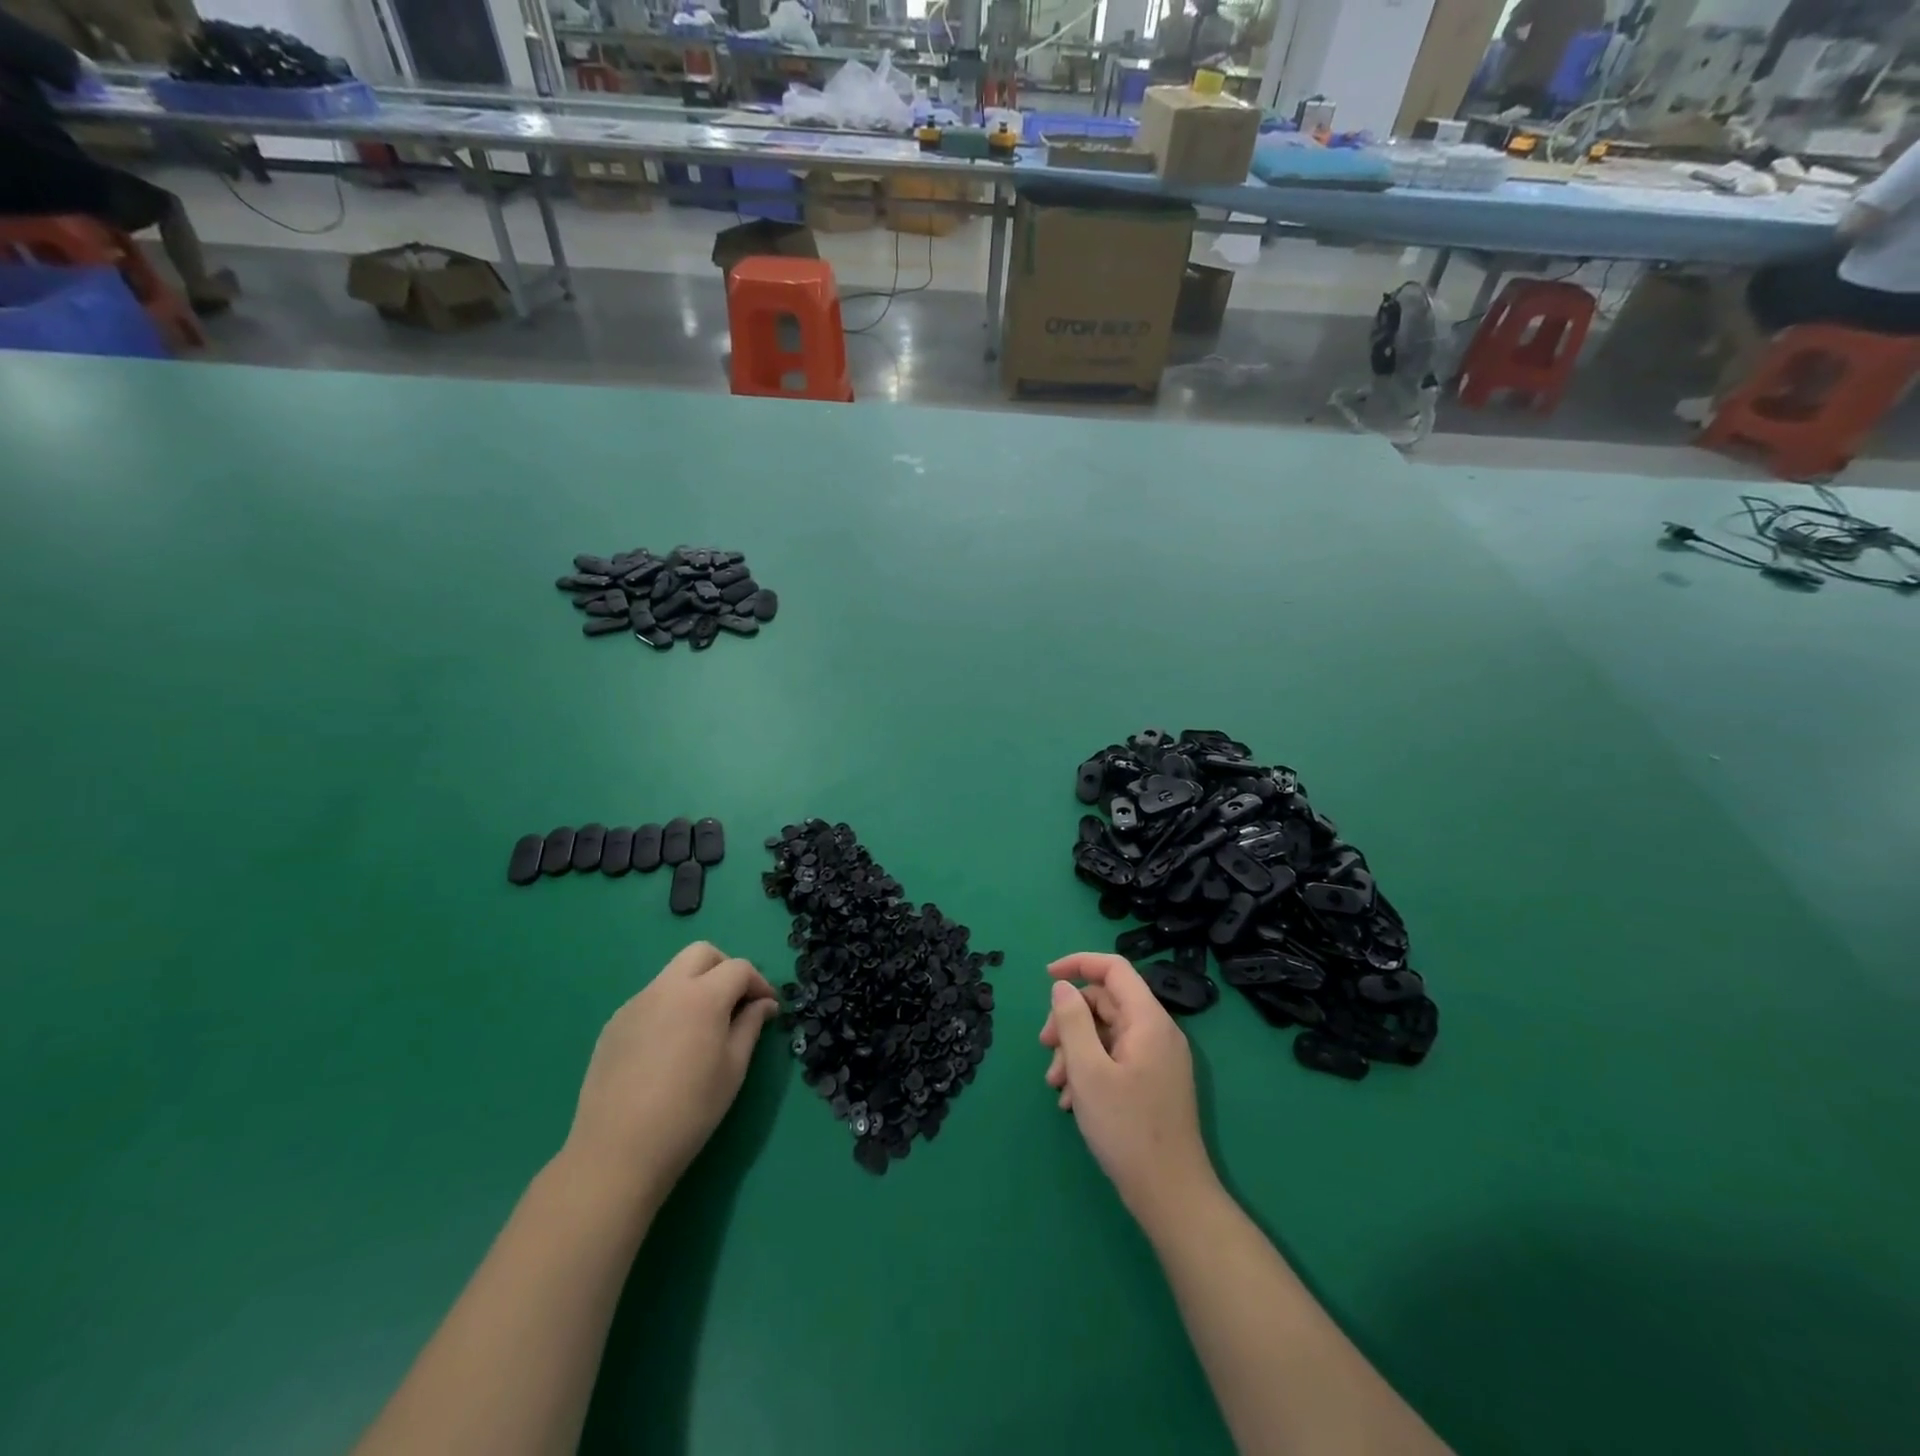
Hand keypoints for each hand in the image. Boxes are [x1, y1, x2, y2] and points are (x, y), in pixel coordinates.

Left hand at [564, 942, 778, 1203]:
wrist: (618, 1151)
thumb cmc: (689, 1110)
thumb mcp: (733, 1068)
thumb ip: (751, 1026)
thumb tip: (764, 1004)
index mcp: (702, 996)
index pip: (739, 968)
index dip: (759, 983)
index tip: (768, 1008)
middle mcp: (667, 988)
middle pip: (701, 953)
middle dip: (725, 968)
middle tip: (736, 1003)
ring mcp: (635, 1004)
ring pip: (673, 974)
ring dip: (696, 986)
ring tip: (703, 1028)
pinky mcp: (614, 1025)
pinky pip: (650, 1000)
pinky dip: (670, 1007)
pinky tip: (670, 1048)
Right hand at [1041, 953, 1217, 1229]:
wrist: (1170, 1195)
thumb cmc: (1126, 1128)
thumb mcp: (1088, 1071)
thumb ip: (1072, 1021)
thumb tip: (1062, 986)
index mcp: (1148, 1020)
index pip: (1114, 968)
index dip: (1078, 963)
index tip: (1046, 977)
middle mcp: (1157, 1032)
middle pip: (1106, 1002)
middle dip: (1069, 1019)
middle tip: (1044, 1047)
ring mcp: (1157, 1059)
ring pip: (1106, 1033)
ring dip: (1074, 1050)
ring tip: (1055, 1085)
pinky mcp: (1153, 1082)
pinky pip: (1115, 1058)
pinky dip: (1089, 1069)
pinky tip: (1071, 1101)